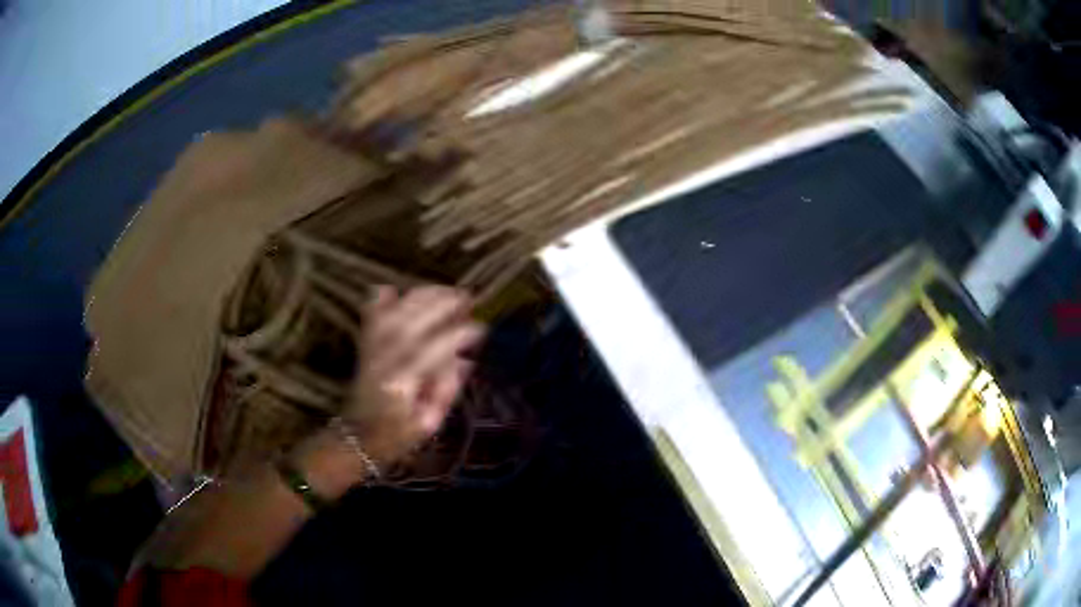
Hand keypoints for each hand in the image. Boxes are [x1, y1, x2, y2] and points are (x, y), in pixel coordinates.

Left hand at [342, 285, 483, 464]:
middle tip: (468, 298)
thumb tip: (464, 360)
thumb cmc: (396, 436)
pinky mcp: (364, 346)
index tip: (480, 327)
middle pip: (411, 323)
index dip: (458, 335)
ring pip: (394, 313)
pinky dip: (380, 299)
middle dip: (442, 305)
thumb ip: (446, 391)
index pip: (432, 351)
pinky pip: (370, 316)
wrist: (357, 437)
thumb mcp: (428, 424)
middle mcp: (383, 361)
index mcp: (401, 385)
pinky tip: (395, 290)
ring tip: (446, 290)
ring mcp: (370, 351)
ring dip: (420, 297)